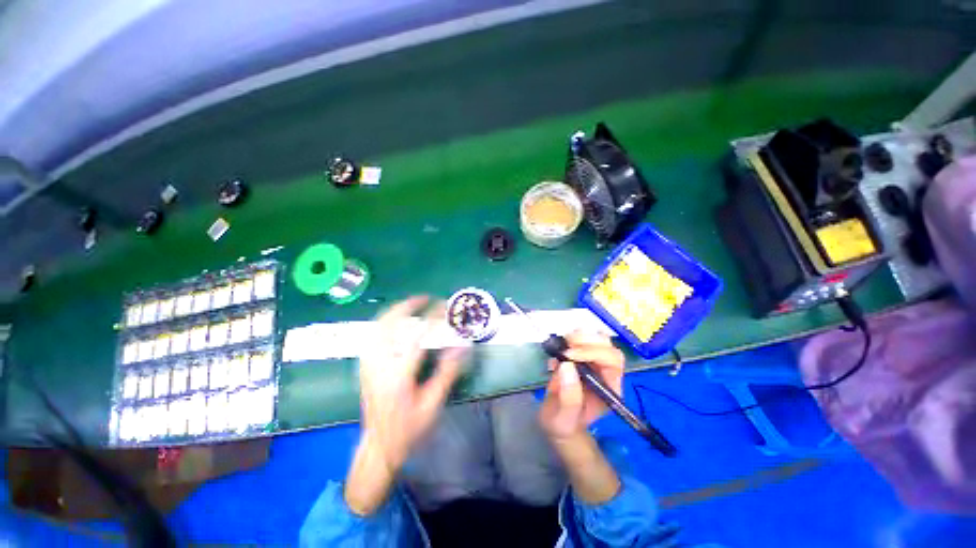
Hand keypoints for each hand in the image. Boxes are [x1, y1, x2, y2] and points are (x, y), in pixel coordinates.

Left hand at [346, 296, 467, 514]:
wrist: (379, 446)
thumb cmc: (409, 428)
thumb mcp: (432, 404)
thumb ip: (446, 373)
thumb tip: (461, 347)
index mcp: (398, 376)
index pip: (417, 337)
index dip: (432, 318)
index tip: (443, 307)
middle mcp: (379, 366)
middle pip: (389, 325)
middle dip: (407, 306)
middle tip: (423, 298)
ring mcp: (368, 365)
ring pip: (377, 328)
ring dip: (394, 311)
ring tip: (410, 304)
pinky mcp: (364, 367)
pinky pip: (372, 336)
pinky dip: (384, 322)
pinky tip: (393, 320)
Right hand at [538, 331, 624, 441]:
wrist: (558, 422)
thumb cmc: (564, 423)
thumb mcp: (564, 418)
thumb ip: (568, 398)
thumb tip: (567, 365)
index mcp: (609, 388)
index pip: (612, 361)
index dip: (593, 352)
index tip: (569, 355)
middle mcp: (606, 372)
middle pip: (608, 346)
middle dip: (587, 340)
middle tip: (565, 346)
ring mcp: (594, 362)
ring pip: (597, 338)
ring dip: (579, 336)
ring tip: (562, 346)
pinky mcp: (582, 356)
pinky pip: (582, 339)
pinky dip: (570, 338)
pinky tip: (558, 350)